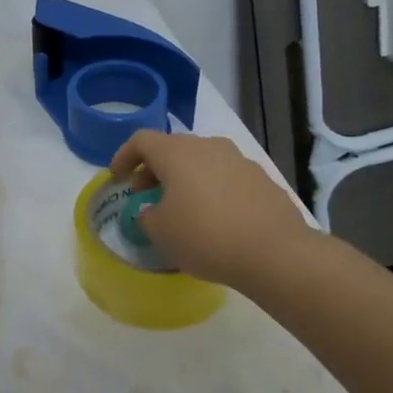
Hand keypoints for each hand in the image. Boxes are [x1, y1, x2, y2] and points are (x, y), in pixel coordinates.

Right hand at [109, 130, 314, 291]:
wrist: (275, 252)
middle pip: (173, 148)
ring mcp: (239, 160)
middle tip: (145, 193)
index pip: (141, 140)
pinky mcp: (262, 179)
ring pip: (202, 161)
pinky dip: (212, 189)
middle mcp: (208, 146)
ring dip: (185, 178)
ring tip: (181, 207)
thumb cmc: (205, 237)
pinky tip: (214, 218)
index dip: (124, 156)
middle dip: (154, 168)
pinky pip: (226, 177)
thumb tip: (153, 211)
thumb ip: (148, 217)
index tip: (118, 178)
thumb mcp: (161, 233)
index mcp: (177, 153)